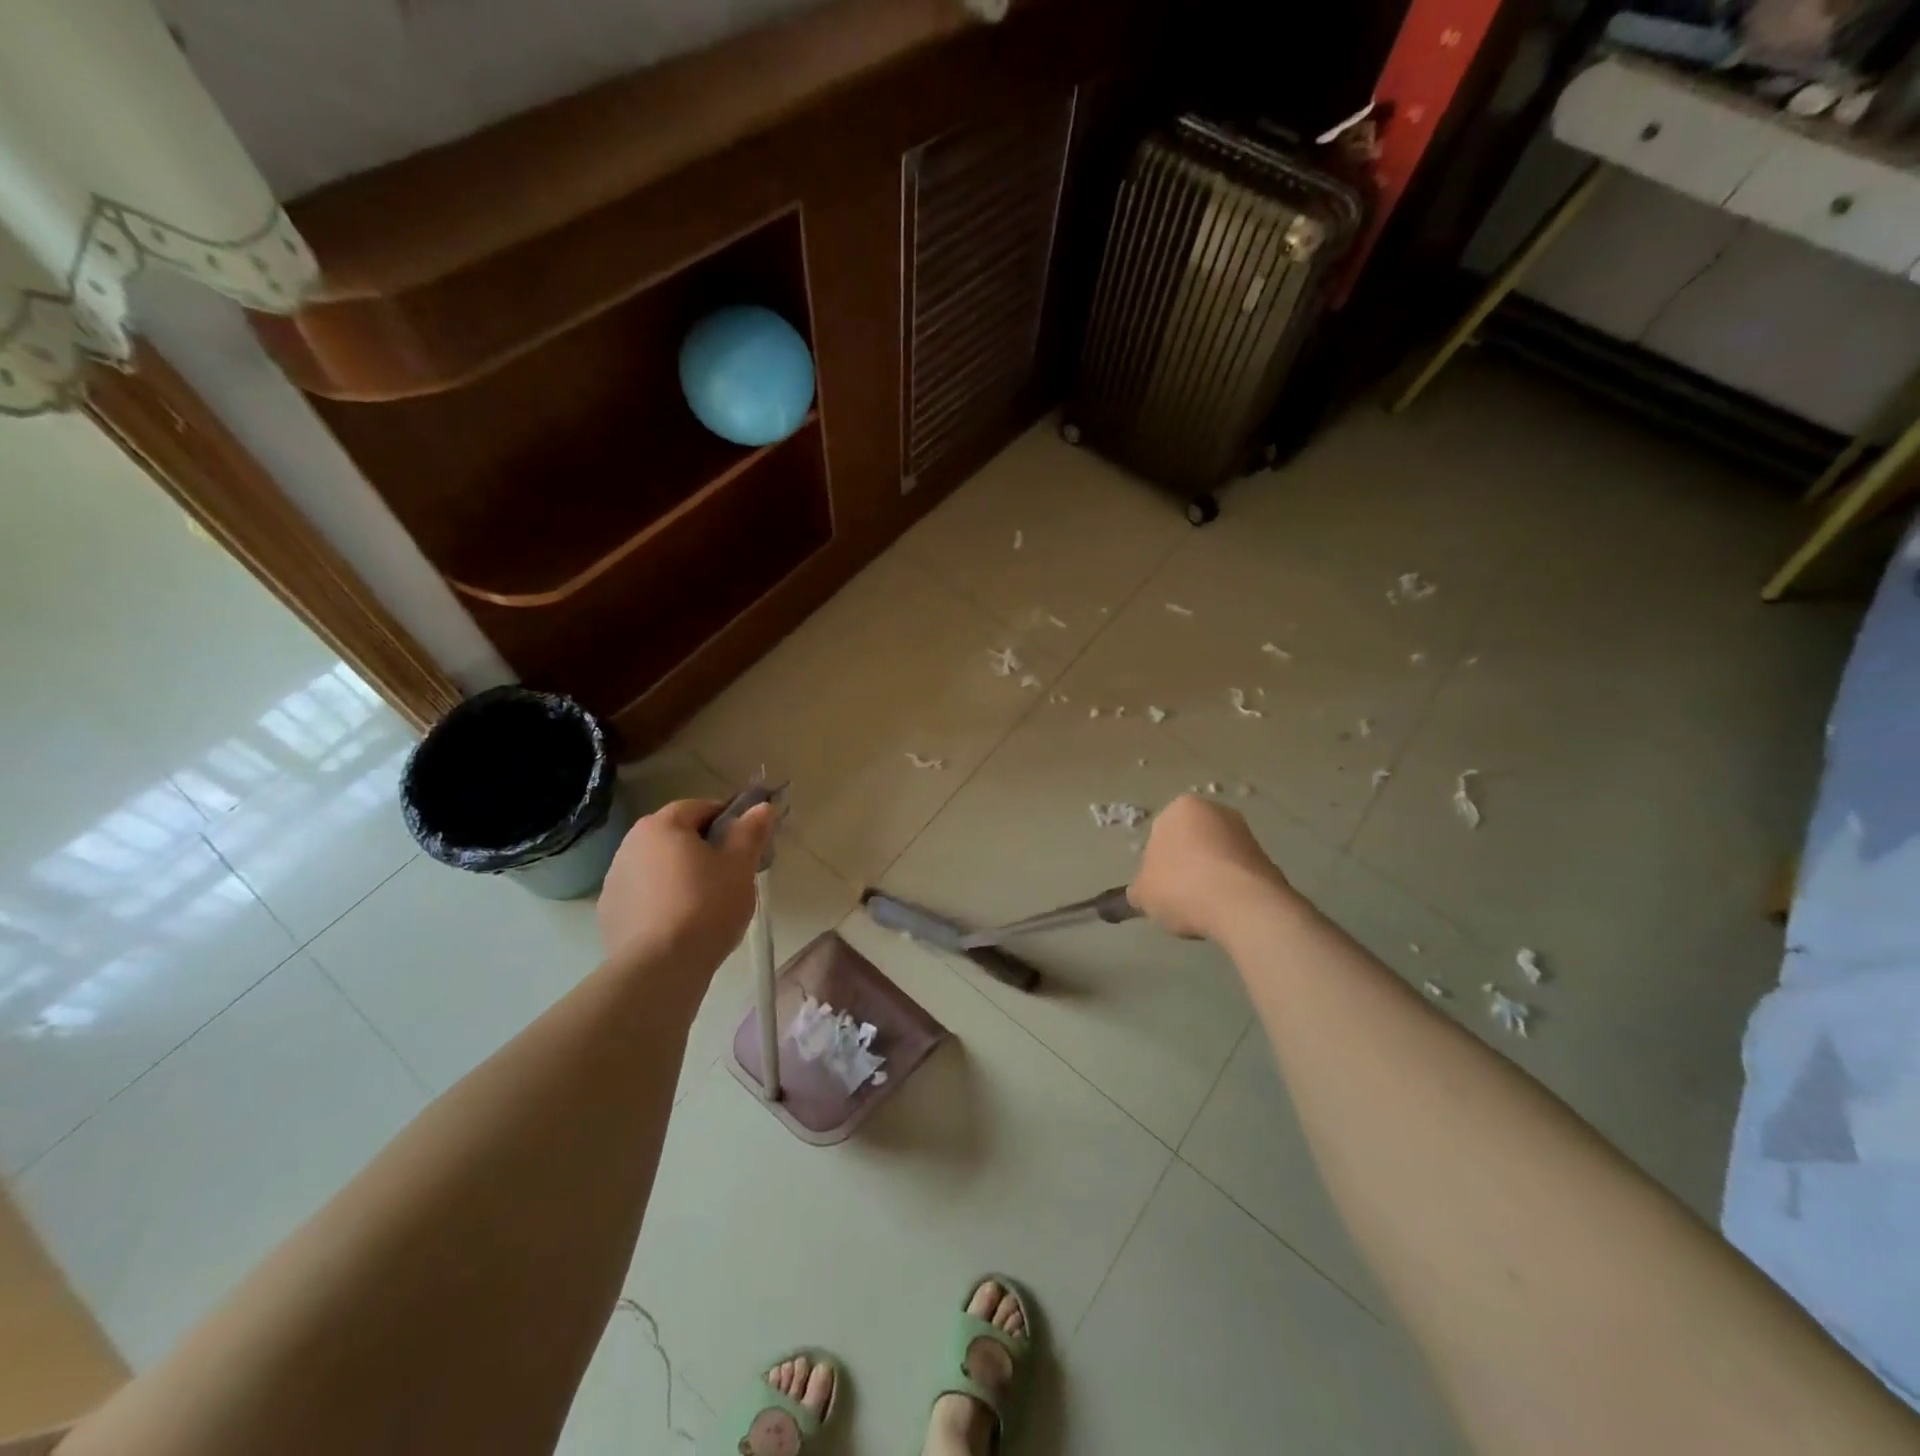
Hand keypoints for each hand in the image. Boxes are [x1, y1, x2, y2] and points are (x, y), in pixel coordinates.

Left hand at [597, 797, 776, 968]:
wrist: (660, 968)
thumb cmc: (707, 906)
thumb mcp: (740, 866)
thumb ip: (751, 832)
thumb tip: (762, 807)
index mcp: (661, 825)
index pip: (700, 807)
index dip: (727, 820)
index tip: (745, 843)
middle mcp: (630, 844)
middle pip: (675, 836)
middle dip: (702, 848)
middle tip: (730, 874)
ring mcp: (614, 880)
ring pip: (657, 866)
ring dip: (679, 874)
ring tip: (706, 904)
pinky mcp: (609, 914)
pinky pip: (643, 896)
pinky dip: (661, 901)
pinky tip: (680, 924)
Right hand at [1128, 794, 1292, 939]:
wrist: (1243, 906)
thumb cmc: (1181, 886)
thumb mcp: (1143, 893)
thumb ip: (1140, 889)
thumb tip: (1142, 893)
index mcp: (1180, 807)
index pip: (1159, 835)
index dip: (1156, 865)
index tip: (1159, 888)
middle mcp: (1215, 811)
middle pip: (1190, 843)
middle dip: (1185, 867)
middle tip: (1178, 897)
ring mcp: (1245, 833)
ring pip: (1215, 858)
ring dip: (1208, 879)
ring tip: (1203, 908)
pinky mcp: (1267, 858)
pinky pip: (1237, 874)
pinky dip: (1230, 889)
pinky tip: (1224, 911)